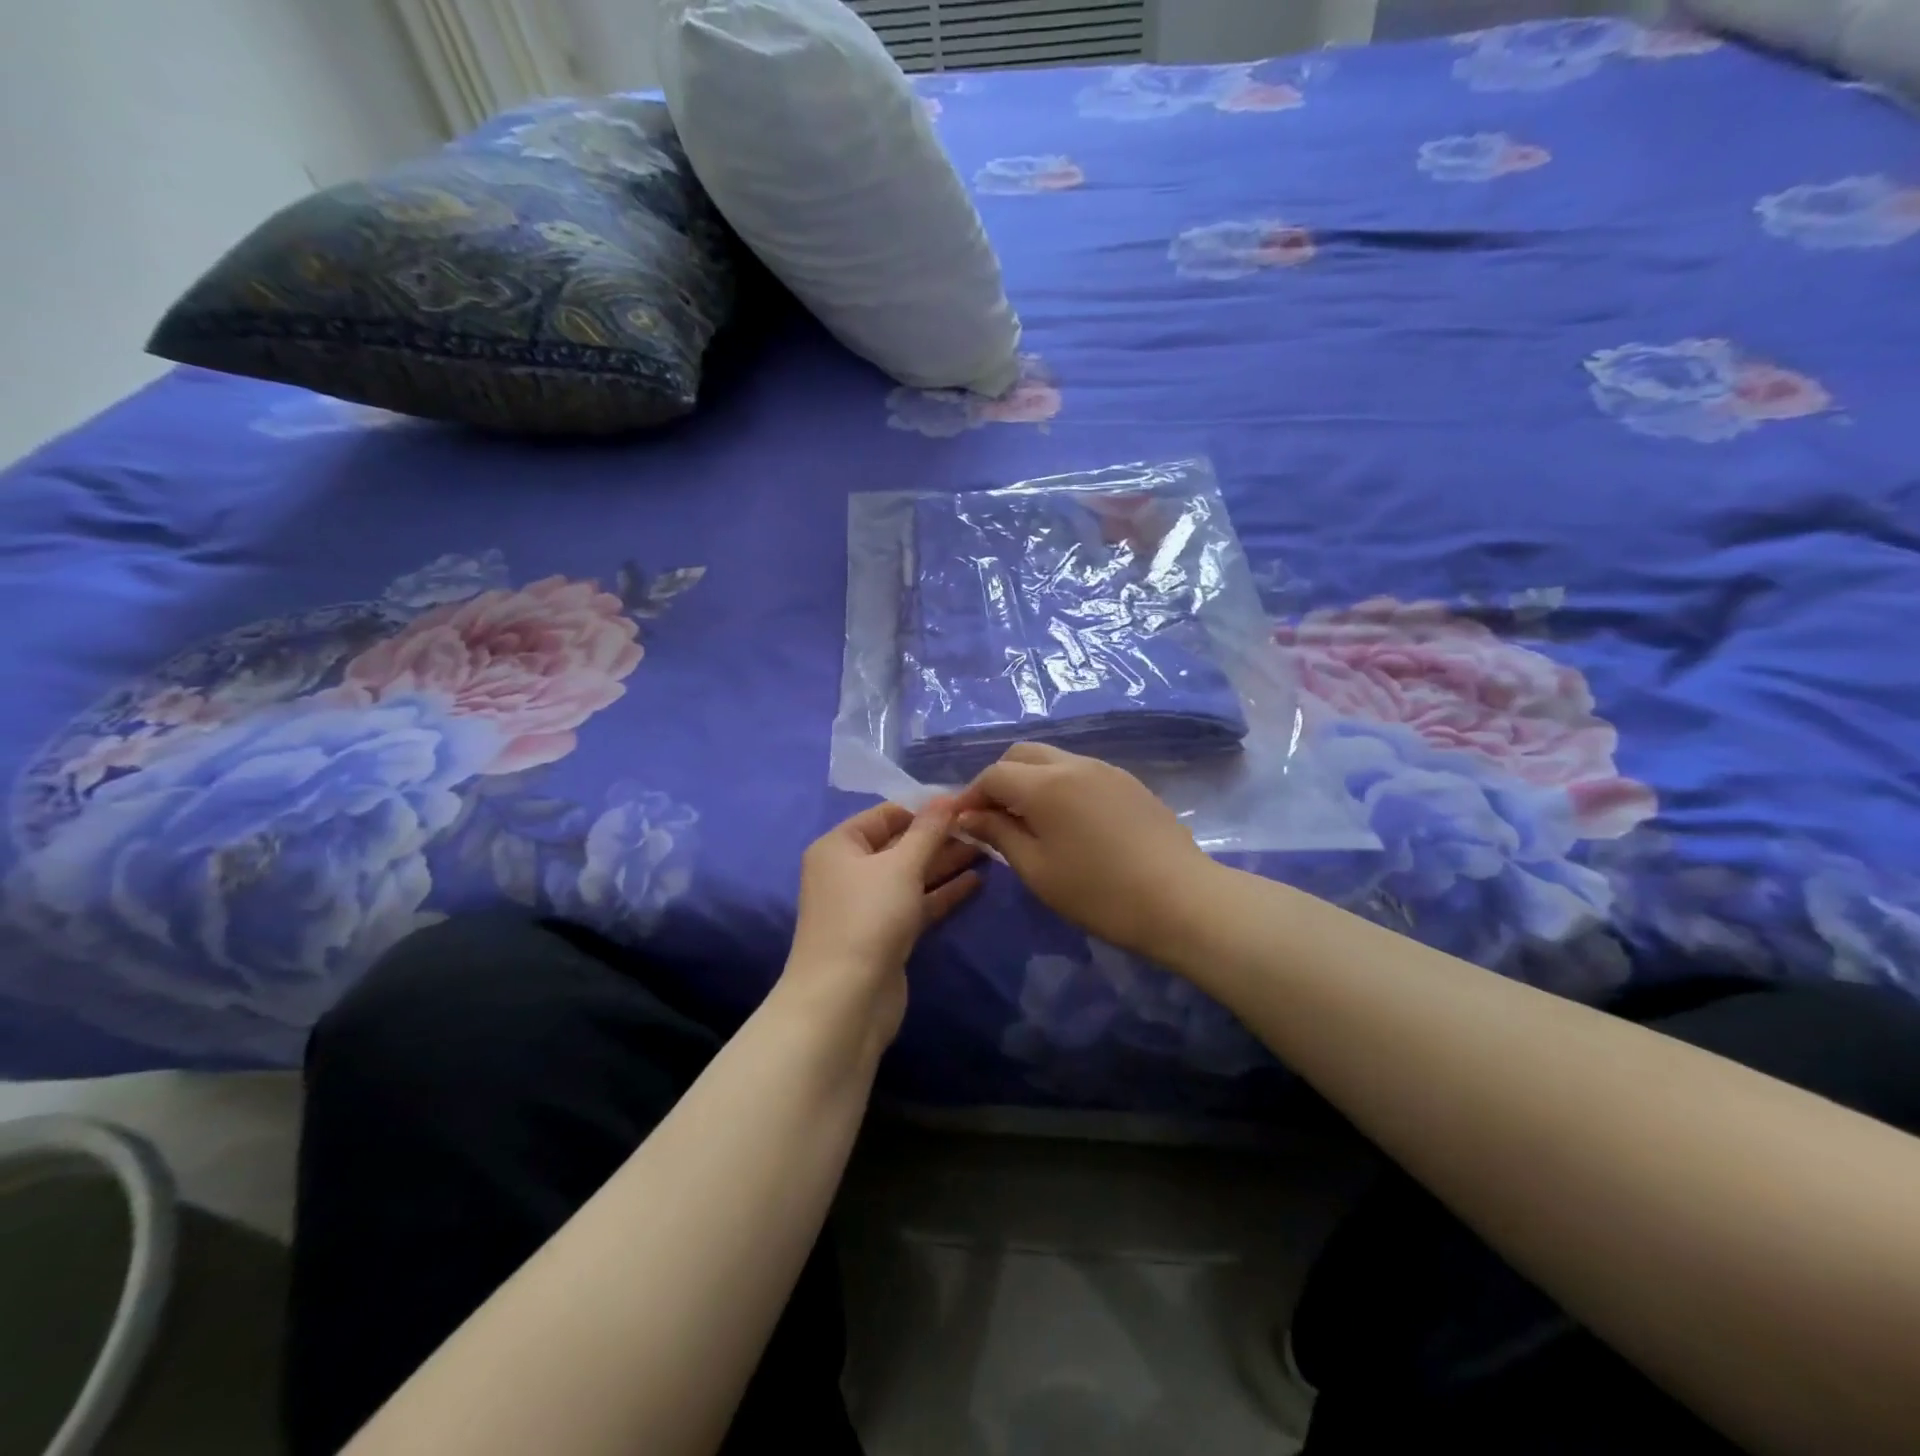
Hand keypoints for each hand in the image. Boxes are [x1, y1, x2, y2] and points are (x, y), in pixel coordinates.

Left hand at [782, 798, 981, 1053]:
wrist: (845, 1000)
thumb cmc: (868, 917)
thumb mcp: (900, 866)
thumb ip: (928, 831)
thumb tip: (946, 797)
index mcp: (840, 845)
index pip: (886, 814)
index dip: (924, 808)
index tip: (965, 802)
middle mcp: (849, 871)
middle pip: (900, 844)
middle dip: (940, 836)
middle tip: (984, 826)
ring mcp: (866, 905)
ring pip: (911, 875)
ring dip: (945, 863)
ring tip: (988, 848)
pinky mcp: (885, 934)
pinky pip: (916, 903)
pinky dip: (942, 893)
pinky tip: (975, 881)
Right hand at [953, 744, 1215, 960]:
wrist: (1181, 899)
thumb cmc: (1099, 892)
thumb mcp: (1037, 870)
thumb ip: (998, 834)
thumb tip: (968, 816)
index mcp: (1044, 784)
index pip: (993, 775)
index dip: (970, 795)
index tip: (961, 822)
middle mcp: (1073, 764)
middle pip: (1021, 755)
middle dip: (999, 779)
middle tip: (993, 817)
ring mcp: (1105, 769)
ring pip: (1052, 759)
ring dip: (1029, 780)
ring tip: (1027, 820)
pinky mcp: (1127, 782)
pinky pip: (1079, 770)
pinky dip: (1058, 784)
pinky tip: (1065, 820)